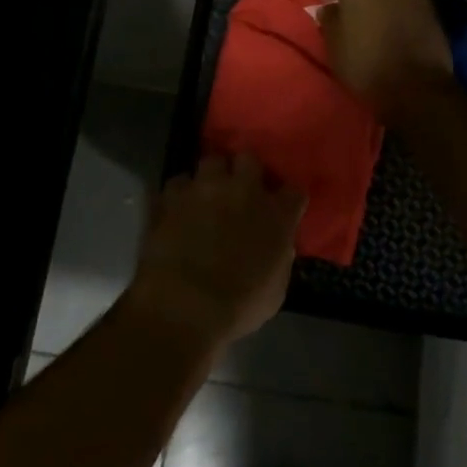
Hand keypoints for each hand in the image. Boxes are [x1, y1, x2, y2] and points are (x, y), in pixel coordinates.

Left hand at [127, 154, 304, 349]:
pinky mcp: (171, 195)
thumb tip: (277, 246)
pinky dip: (179, 194)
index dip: (287, 199)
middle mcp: (242, 190)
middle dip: (245, 170)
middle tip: (240, 190)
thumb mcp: (275, 290)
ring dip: (211, 176)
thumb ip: (279, 258)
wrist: (183, 306)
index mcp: (276, 214)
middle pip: (249, 159)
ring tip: (206, 194)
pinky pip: (178, 183)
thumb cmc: (237, 307)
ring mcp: (205, 188)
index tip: (282, 208)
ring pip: (210, 161)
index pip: (294, 191)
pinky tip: (177, 209)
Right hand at [317, 0, 453, 120]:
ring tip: (376, 16)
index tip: (327, 2)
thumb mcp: (334, 46)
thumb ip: (329, 19)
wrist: (418, 88)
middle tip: (351, 4)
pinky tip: (397, 26)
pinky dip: (399, 4)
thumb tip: (331, 8)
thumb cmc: (367, 66)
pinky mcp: (432, 7)